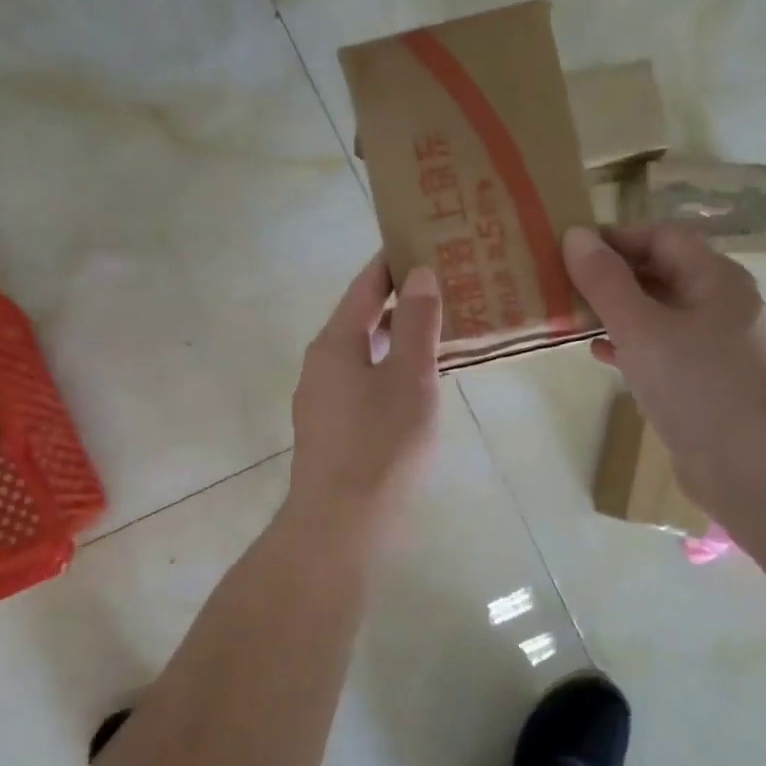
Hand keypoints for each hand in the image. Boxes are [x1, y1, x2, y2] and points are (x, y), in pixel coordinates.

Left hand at [287, 254, 442, 539]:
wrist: (341, 526)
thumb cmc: (380, 446)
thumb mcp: (410, 379)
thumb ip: (417, 324)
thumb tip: (420, 274)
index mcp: (334, 344)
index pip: (364, 287)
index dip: (392, 262)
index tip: (420, 239)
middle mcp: (321, 365)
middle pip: (362, 319)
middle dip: (400, 301)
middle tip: (445, 284)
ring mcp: (322, 401)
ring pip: (364, 354)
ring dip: (398, 338)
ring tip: (440, 329)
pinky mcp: (331, 430)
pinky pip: (364, 383)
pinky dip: (391, 370)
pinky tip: (418, 383)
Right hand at [563, 224, 765, 514]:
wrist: (743, 463)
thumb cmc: (693, 385)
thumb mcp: (640, 328)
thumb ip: (606, 282)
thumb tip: (576, 235)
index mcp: (717, 279)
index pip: (664, 237)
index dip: (618, 237)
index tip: (572, 248)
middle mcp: (722, 304)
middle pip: (663, 272)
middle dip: (615, 274)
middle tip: (567, 282)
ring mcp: (717, 344)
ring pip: (660, 312)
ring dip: (619, 310)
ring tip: (575, 315)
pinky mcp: (706, 378)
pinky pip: (663, 347)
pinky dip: (632, 344)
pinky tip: (601, 353)